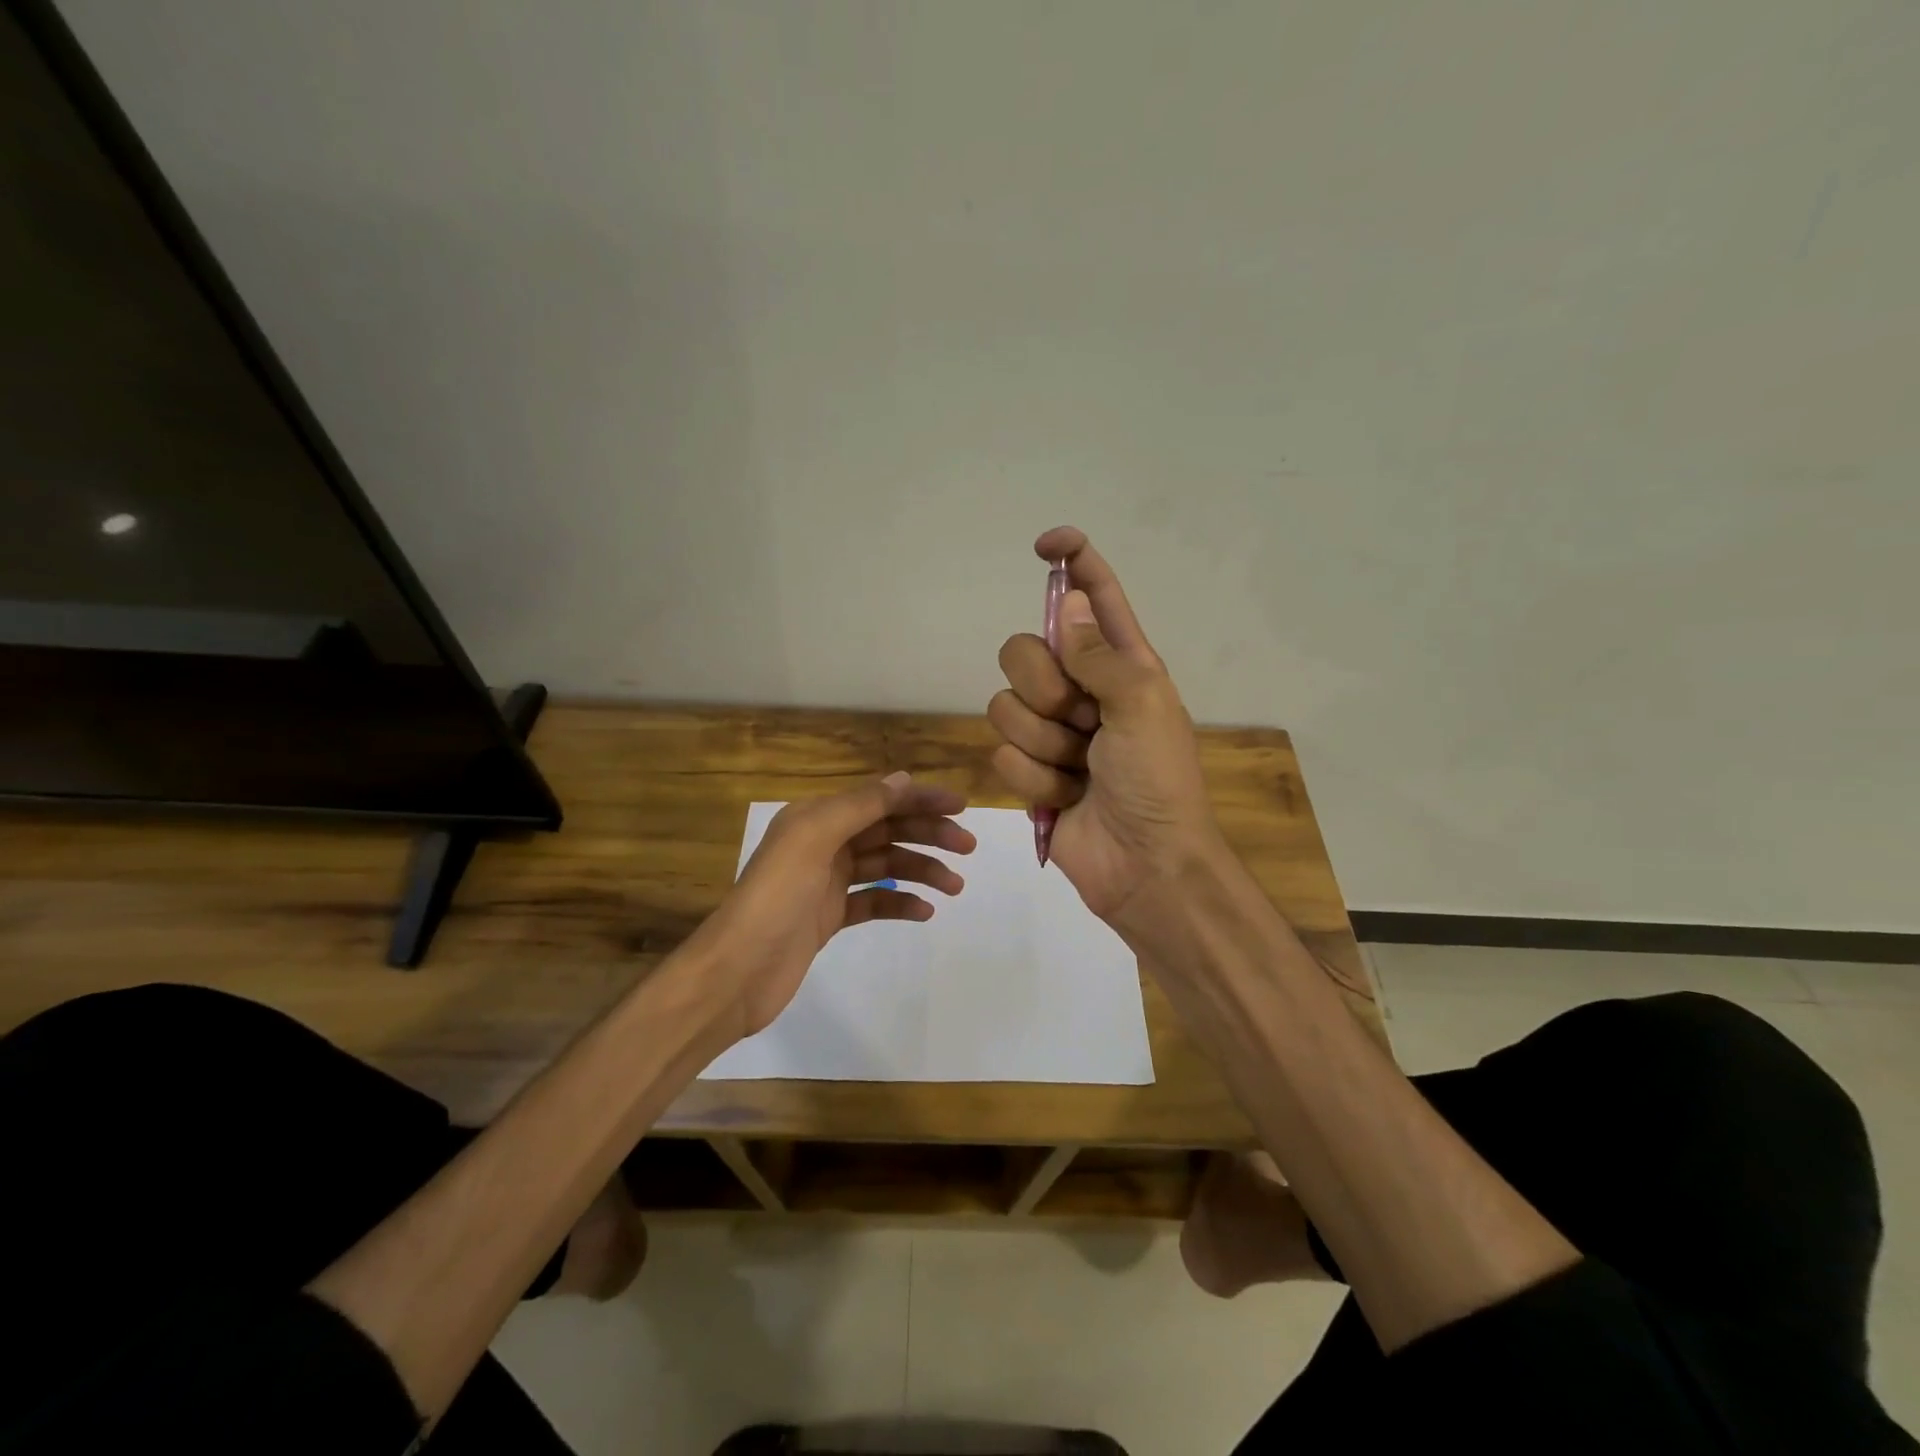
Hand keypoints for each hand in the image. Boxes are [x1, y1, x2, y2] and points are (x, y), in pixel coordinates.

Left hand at [692, 772, 974, 1040]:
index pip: (878, 800)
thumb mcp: (814, 839)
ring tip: (954, 886)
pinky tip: (923, 912)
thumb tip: (903, 780)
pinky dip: (899, 902)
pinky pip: (873, 901)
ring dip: (921, 870)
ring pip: (885, 866)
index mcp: (816, 817)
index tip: (961, 808)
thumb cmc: (776, 897)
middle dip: (928, 835)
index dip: (920, 799)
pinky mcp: (828, 917)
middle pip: (886, 830)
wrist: (738, 971)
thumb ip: (859, 806)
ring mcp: (826, 882)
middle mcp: (822, 843)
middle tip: (967, 848)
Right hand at [988, 526, 1220, 930]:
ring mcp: (1052, 731)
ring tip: (1080, 770)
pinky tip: (1066, 796)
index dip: (1074, 562)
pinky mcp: (1030, 770)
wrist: (1145, 865)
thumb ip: (1098, 652)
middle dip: (1043, 688)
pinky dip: (1036, 779)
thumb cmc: (1158, 781)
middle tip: (1081, 720)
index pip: (1094, 596)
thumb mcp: (1142, 704)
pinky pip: (1003, 754)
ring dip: (1044, 744)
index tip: (1045, 544)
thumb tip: (1065, 603)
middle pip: (1022, 650)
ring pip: (1004, 706)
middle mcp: (1081, 689)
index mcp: (1121, 663)